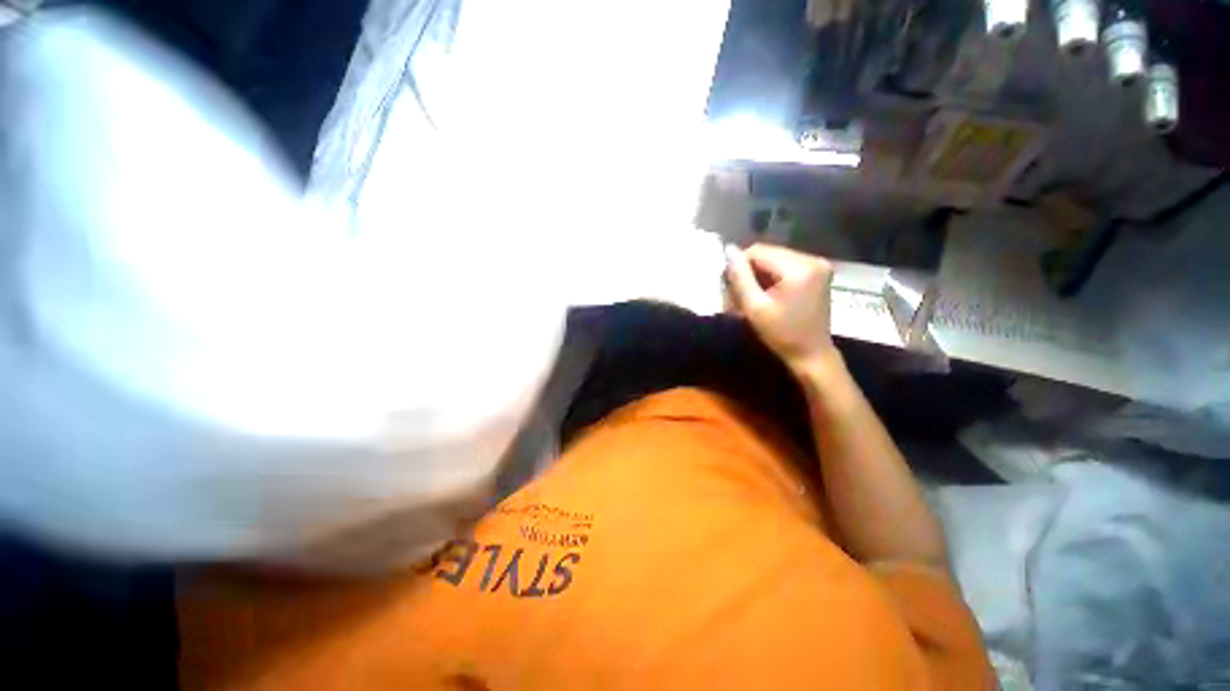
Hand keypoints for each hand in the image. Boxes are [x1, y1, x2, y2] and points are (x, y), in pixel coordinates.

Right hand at [725, 243, 836, 372]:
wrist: (812, 354)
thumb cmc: (781, 334)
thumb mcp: (754, 308)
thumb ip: (740, 278)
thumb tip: (729, 250)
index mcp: (799, 267)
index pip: (758, 251)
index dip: (739, 266)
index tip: (731, 288)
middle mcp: (812, 259)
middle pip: (768, 253)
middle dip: (750, 272)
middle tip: (739, 295)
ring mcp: (818, 264)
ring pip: (775, 259)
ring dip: (760, 275)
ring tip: (752, 296)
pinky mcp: (818, 272)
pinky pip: (786, 266)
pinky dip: (772, 277)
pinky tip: (767, 294)